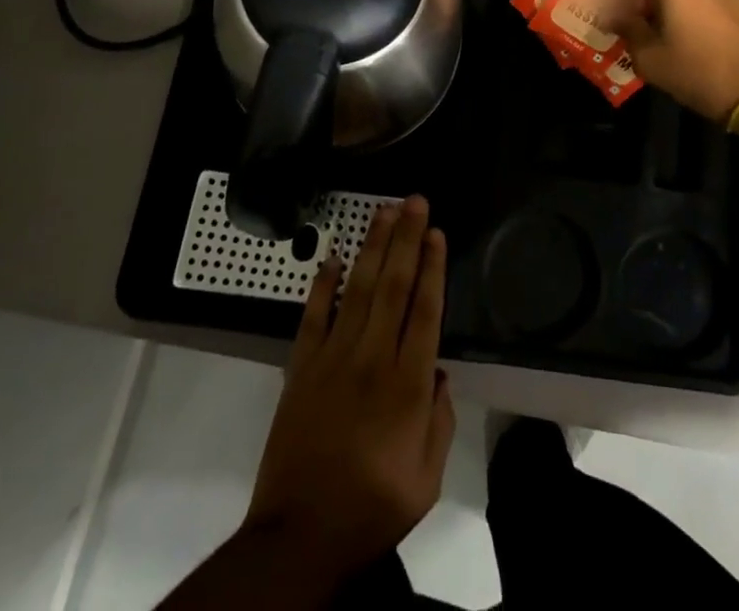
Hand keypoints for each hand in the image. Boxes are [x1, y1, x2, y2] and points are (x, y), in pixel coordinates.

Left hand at [243, 195, 454, 580]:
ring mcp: (332, 358)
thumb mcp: (426, 480)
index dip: (432, 267)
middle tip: (415, 201)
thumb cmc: (371, 509)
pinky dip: (322, 284)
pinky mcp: (301, 367)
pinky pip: (313, 315)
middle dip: (407, 239)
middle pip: (393, 286)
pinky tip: (332, 256)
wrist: (299, 537)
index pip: (425, 310)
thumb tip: (437, 372)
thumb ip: (439, 421)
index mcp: (407, 386)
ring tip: (384, 211)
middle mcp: (372, 359)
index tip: (437, 233)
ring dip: (372, 247)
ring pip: (356, 288)